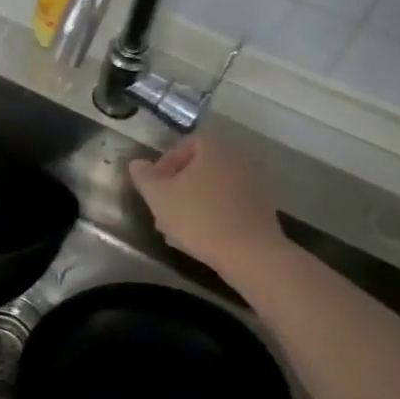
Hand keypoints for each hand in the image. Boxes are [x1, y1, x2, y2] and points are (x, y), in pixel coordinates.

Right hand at [128, 136, 290, 275]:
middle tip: (163, 208)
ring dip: (194, 202)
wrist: (250, 254)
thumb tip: (137, 163)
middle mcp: (237, 160)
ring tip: (177, 228)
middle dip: (178, 186)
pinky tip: (201, 237)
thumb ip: (144, 176)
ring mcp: (254, 185)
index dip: (166, 162)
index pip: (186, 144)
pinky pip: (229, 205)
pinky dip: (214, 215)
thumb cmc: (199, 217)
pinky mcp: (263, 210)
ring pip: (213, 189)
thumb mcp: (158, 196)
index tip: (155, 184)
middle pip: (200, 167)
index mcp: (214, 149)